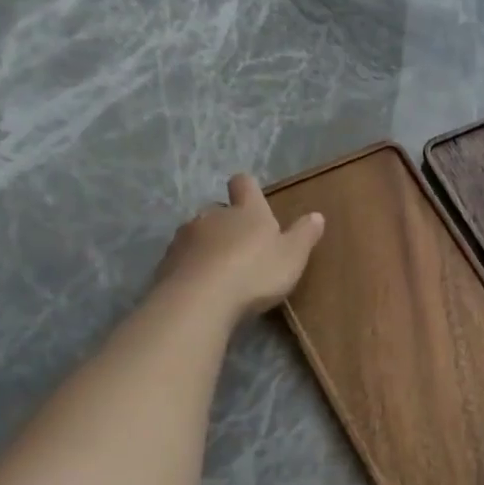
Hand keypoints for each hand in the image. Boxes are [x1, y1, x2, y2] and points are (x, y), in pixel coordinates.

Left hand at [152, 175, 324, 319]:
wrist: (199, 299)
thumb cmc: (255, 272)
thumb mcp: (292, 256)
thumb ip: (304, 235)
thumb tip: (317, 215)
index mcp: (247, 211)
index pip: (244, 184)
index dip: (247, 189)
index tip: (252, 199)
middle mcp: (213, 216)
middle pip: (219, 210)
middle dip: (228, 224)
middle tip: (242, 248)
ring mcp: (185, 237)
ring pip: (198, 234)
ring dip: (208, 246)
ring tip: (220, 272)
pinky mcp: (167, 262)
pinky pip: (182, 259)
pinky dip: (192, 268)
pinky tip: (202, 288)